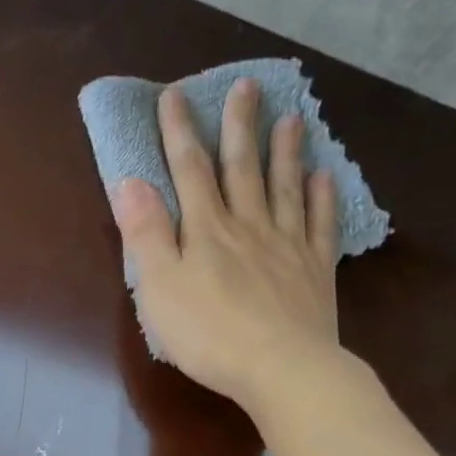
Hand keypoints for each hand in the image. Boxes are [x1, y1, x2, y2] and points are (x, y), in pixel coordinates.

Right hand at [112, 78, 347, 408]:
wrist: (280, 369)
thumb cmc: (209, 334)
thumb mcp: (159, 287)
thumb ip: (146, 234)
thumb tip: (130, 182)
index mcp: (206, 230)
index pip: (189, 170)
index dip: (179, 131)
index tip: (175, 94)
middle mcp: (248, 226)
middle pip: (242, 168)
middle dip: (239, 126)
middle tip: (247, 86)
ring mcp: (287, 246)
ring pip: (286, 187)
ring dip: (286, 151)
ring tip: (292, 118)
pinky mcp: (316, 271)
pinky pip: (320, 225)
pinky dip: (323, 198)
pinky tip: (325, 177)